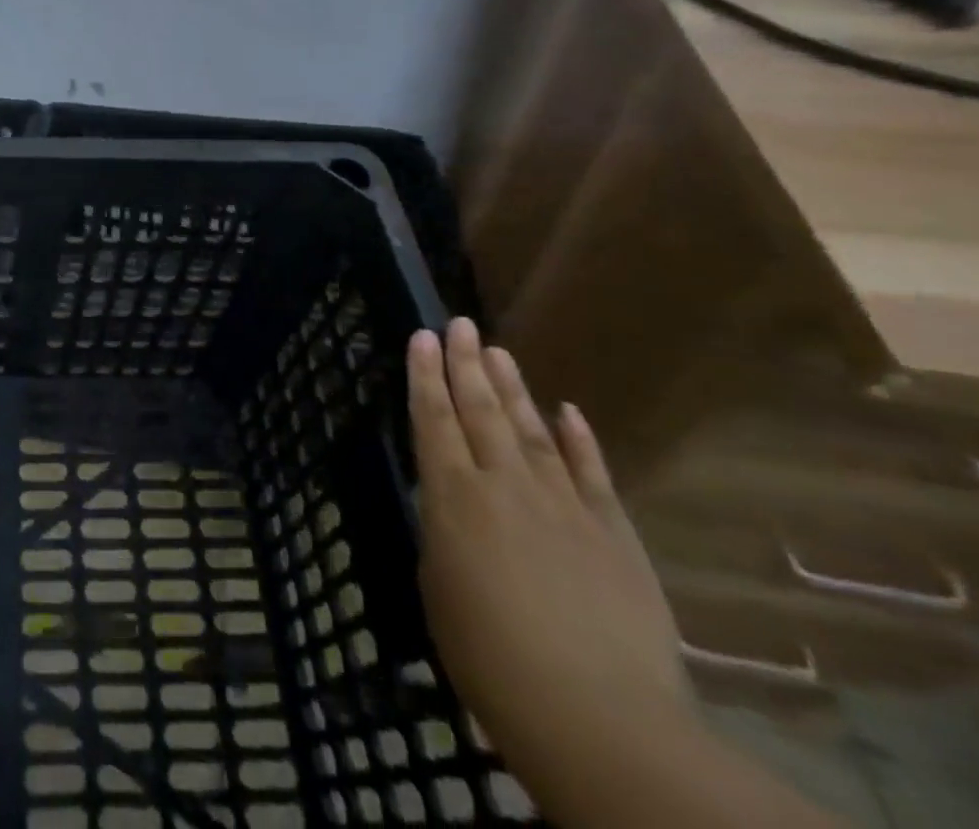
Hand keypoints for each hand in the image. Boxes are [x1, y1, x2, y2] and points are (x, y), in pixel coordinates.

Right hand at [408, 319, 689, 804]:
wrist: (598, 715)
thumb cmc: (490, 655)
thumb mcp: (439, 588)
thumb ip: (445, 536)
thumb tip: (455, 510)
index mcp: (453, 497)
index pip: (433, 419)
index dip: (426, 375)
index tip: (423, 336)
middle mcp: (505, 485)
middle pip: (481, 410)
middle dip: (467, 364)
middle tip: (460, 324)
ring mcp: (564, 504)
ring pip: (531, 430)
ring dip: (513, 387)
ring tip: (498, 351)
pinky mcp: (613, 532)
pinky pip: (592, 472)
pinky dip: (579, 439)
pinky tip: (569, 411)